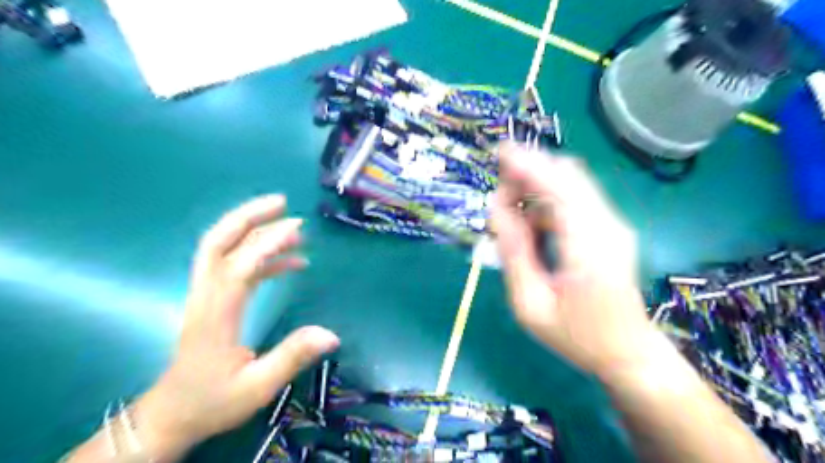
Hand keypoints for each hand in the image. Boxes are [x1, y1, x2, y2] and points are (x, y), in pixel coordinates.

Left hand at [132, 194, 337, 459]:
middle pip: (217, 243)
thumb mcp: (257, 387)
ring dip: (256, 231)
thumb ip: (292, 357)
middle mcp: (206, 296)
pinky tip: (292, 261)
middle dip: (247, 216)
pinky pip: (237, 266)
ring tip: (296, 229)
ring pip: (223, 249)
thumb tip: (332, 335)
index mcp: (216, 315)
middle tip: (281, 202)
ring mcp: (207, 295)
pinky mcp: (215, 299)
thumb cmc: (213, 401)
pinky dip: (262, 256)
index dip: (268, 243)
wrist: (173, 414)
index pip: (239, 266)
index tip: (297, 227)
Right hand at [492, 142, 661, 379]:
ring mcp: (613, 225)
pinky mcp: (611, 229)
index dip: (528, 164)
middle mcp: (607, 225)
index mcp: (589, 246)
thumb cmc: (576, 336)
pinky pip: (576, 199)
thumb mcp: (530, 304)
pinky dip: (548, 199)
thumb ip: (514, 252)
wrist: (627, 353)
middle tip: (500, 194)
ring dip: (537, 185)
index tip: (499, 152)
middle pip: (568, 175)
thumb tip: (497, 208)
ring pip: (572, 183)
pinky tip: (532, 223)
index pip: (559, 187)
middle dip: (530, 171)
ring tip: (510, 212)